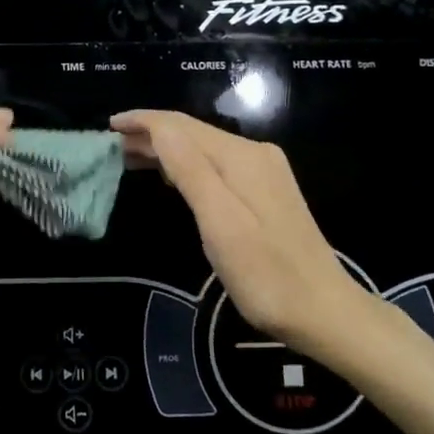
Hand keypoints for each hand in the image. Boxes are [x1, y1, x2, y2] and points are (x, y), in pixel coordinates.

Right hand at [111, 110, 386, 364]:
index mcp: (240, 157)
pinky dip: (185, 164)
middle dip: (149, 134)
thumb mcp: (220, 223)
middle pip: (191, 132)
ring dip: (165, 149)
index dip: (142, 121)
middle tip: (110, 147)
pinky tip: (170, 176)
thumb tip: (157, 127)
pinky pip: (216, 164)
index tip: (107, 126)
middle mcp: (253, 154)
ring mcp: (262, 172)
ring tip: (128, 158)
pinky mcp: (266, 191)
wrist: (326, 313)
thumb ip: (189, 170)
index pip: (180, 125)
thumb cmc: (266, 274)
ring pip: (203, 148)